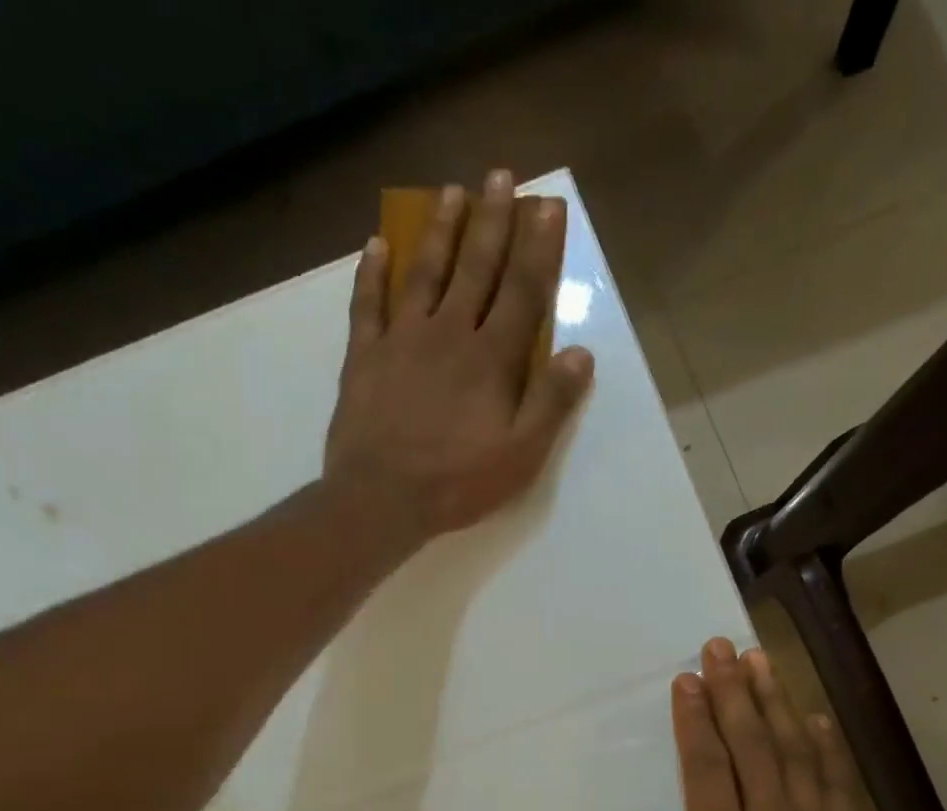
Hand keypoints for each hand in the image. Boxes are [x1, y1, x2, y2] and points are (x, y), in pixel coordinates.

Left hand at [324, 169, 595, 539]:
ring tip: (451, 193)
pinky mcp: (365, 357)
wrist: (382, 498)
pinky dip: (372, 273)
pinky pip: (368, 304)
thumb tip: (581, 354)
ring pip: (424, 273)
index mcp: (492, 359)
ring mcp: (402, 340)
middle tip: (500, 176)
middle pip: (475, 268)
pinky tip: (376, 246)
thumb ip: (552, 403)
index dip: (538, 249)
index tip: (548, 207)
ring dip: (440, 231)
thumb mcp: (521, 456)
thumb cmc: (459, 483)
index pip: (522, 292)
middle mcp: (449, 334)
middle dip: (492, 221)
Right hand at [609, 639, 905, 810]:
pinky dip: (823, 745)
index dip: (695, 721)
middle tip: (721, 648)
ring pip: (794, 752)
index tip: (687, 681)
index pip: (707, 769)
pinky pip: (836, 781)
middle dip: (732, 692)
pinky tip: (813, 718)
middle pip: (751, 745)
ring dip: (774, 703)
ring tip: (760, 662)